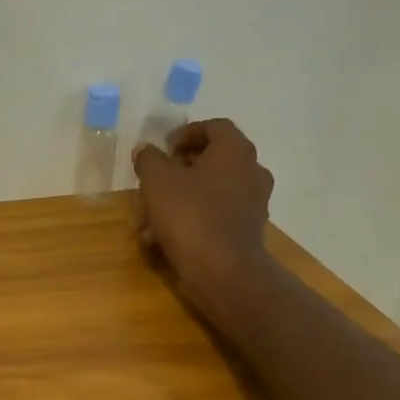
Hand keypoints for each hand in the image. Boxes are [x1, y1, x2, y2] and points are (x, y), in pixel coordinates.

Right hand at [132, 119, 275, 310]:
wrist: (224, 272)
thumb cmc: (190, 215)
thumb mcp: (157, 180)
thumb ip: (149, 159)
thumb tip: (146, 150)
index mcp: (234, 151)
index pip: (214, 126)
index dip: (185, 133)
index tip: (163, 150)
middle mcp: (251, 171)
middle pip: (210, 160)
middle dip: (175, 172)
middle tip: (152, 183)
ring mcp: (252, 203)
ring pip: (208, 192)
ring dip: (177, 200)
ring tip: (147, 221)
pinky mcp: (246, 231)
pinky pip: (214, 216)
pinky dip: (190, 221)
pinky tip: (160, 240)